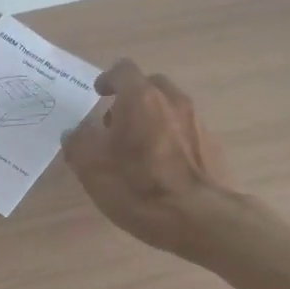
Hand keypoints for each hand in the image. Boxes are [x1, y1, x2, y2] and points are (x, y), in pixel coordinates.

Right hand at [63, 60, 234, 256]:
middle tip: (115, 125)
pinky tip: (161, 168)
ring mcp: (197, 121)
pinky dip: (170, 138)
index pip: (123, 70)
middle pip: (149, 86)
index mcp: (140, 98)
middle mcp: (172, 100)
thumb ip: (78, 143)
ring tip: (137, 150)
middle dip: (131, 99)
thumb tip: (76, 132)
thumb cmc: (140, 188)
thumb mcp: (92, 168)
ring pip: (169, 108)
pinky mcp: (213, 145)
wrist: (203, 218)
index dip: (107, 80)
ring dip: (151, 119)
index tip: (98, 94)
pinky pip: (184, 130)